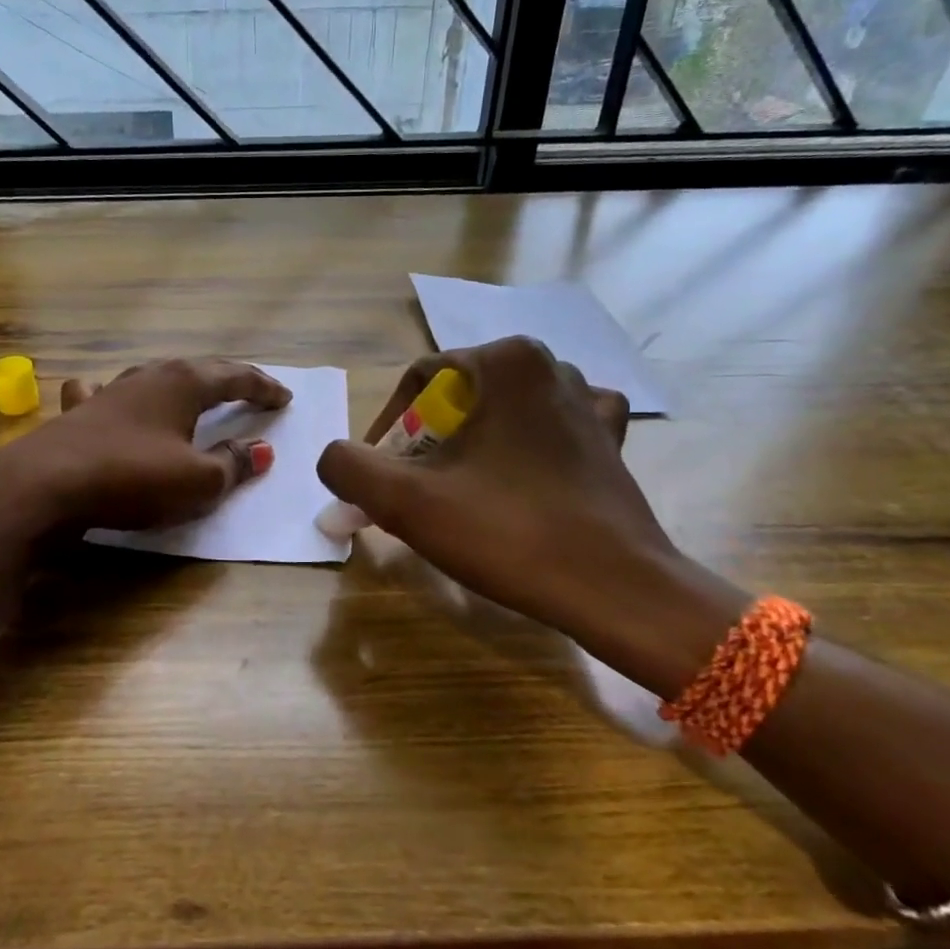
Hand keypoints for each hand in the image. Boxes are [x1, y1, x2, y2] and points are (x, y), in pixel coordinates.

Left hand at [0, 357, 289, 534]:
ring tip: (194, 389)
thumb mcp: (198, 481)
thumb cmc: (133, 478)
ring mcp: (110, 391)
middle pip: (198, 369)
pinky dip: (118, 394)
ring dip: (180, 383)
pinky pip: (105, 393)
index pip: (235, 378)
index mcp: (184, 384)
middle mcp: (148, 377)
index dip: (262, 388)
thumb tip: (262, 449)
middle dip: (228, 379)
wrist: (45, 485)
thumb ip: (233, 464)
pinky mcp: (79, 413)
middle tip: (252, 388)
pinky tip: (108, 394)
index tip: (284, 398)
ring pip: (154, 376)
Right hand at [316, 338, 746, 693]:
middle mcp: (551, 365)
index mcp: (506, 361)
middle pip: (459, 398)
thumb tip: (335, 458)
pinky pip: (547, 430)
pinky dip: (522, 450)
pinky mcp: (609, 440)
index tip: (380, 480)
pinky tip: (517, 479)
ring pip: (500, 414)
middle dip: (427, 444)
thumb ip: (348, 467)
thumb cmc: (507, 533)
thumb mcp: (406, 501)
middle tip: (416, 494)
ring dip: (470, 449)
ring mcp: (588, 401)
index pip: (418, 382)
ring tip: (461, 496)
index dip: (386, 429)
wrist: (614, 588)